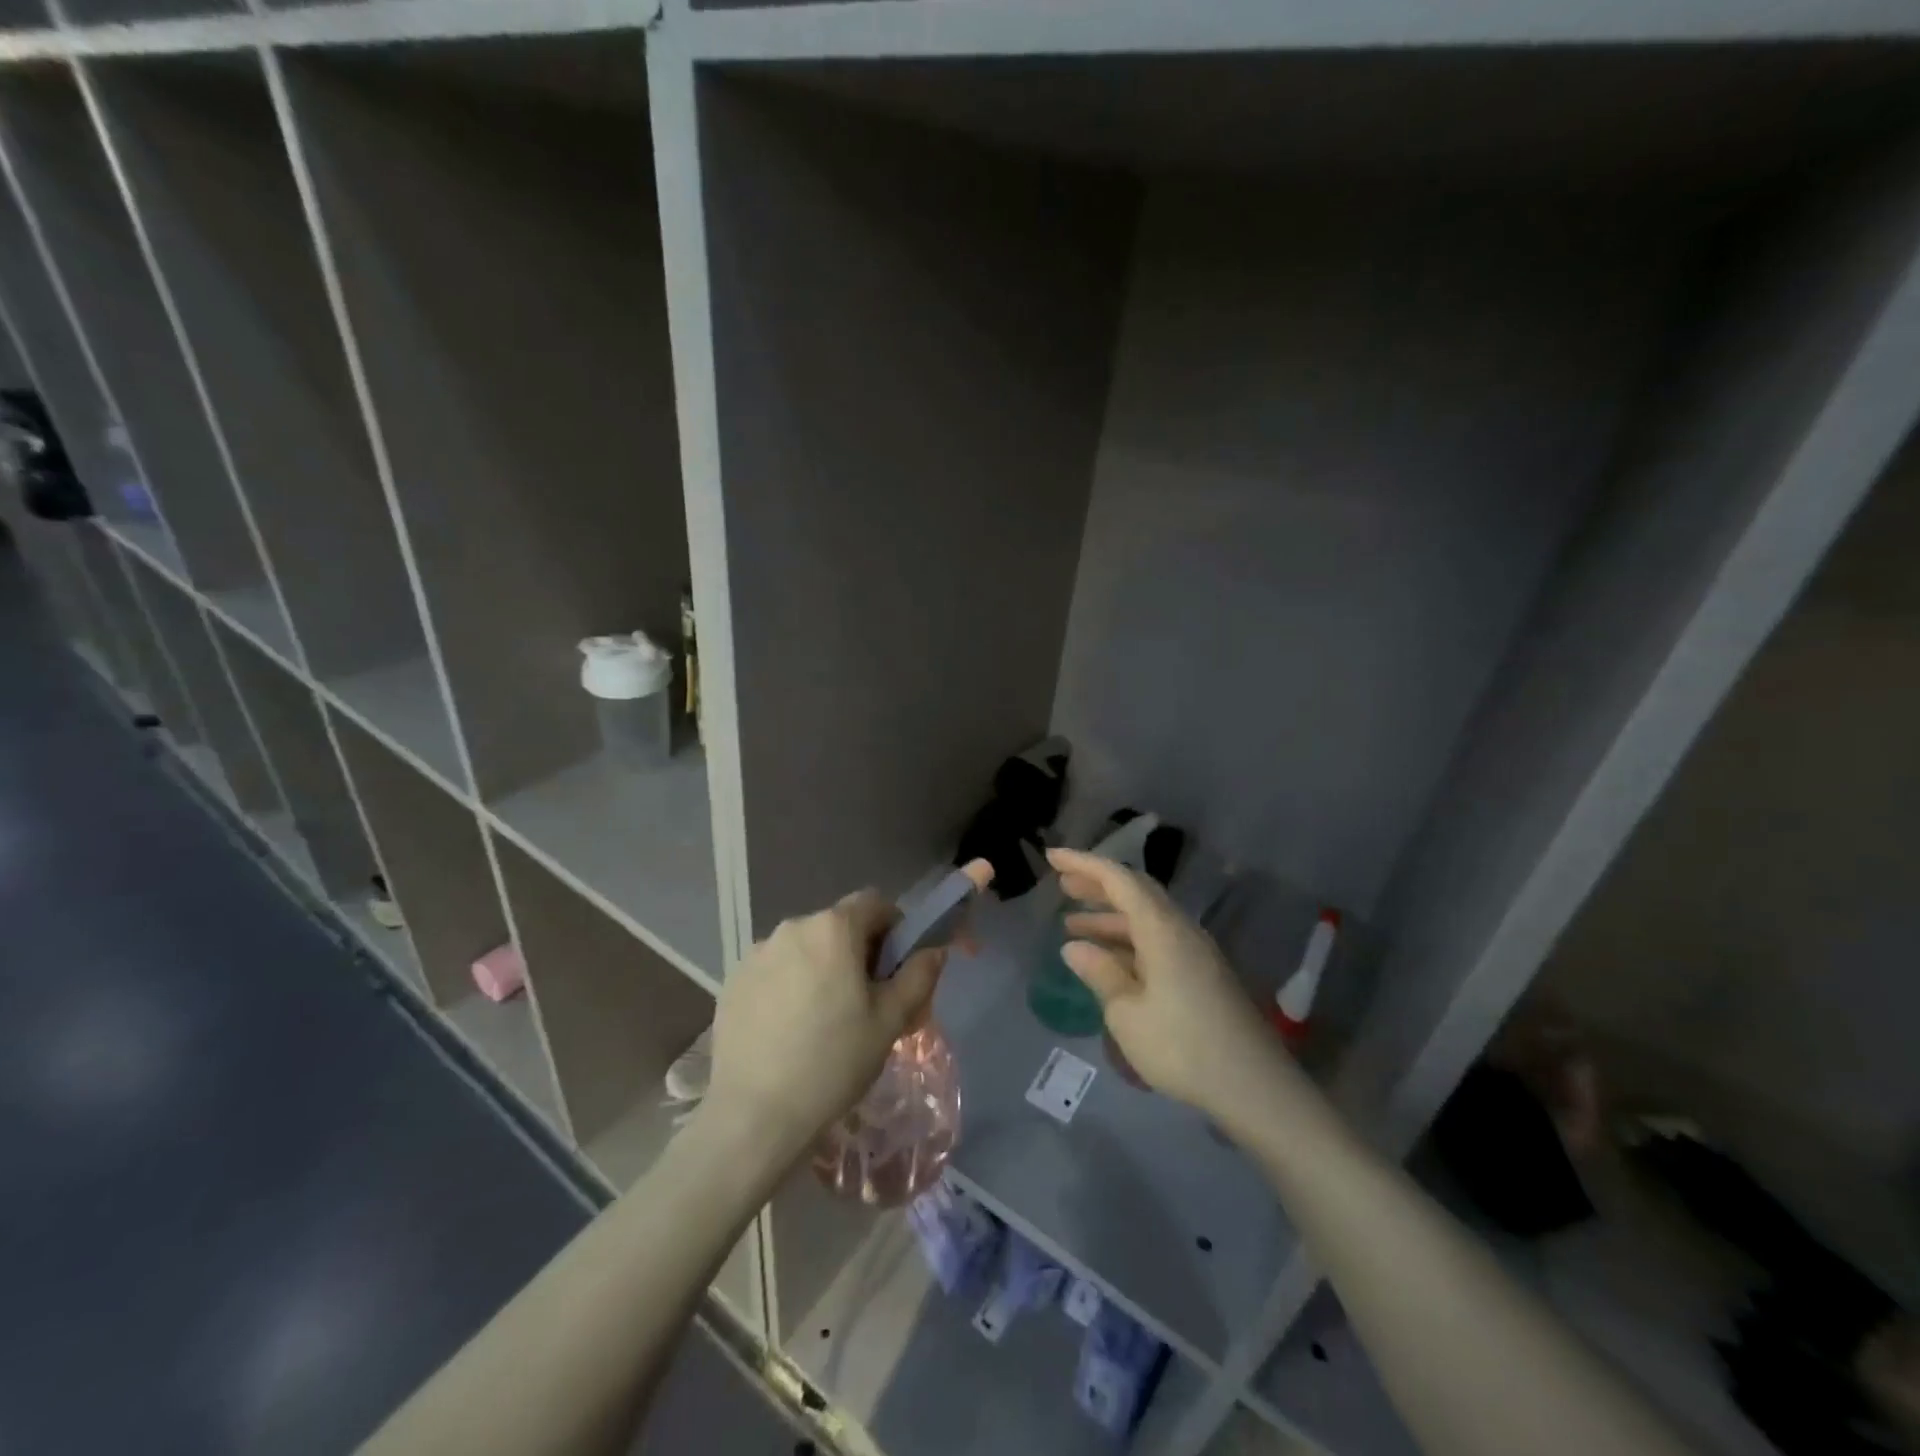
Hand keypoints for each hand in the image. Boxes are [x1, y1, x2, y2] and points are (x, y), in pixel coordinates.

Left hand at [703, 889, 947, 1165]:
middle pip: (838, 926)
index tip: (896, 968)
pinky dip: (789, 986)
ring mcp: (756, 953)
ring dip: (821, 968)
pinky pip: (774, 970)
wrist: (754, 1115)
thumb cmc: (833, 1063)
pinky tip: (789, 1030)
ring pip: (805, 948)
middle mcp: (792, 927)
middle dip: (857, 952)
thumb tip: (932, 950)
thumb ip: (918, 976)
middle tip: (866, 1001)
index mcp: (833, 928)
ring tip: (824, 1020)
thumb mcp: (890, 1021)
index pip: (874, 903)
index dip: (894, 928)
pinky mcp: (733, 981)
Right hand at [1049, 847, 1287, 1122]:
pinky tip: (1108, 958)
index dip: (1084, 864)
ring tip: (1072, 924)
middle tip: (1062, 884)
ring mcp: (1195, 951)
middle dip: (1097, 884)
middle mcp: (1180, 929)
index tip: (1052, 856)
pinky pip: (1157, 938)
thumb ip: (1100, 973)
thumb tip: (1074, 947)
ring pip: (1146, 917)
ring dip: (1110, 915)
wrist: (1253, 1086)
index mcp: (1161, 929)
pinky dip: (1128, 938)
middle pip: (1136, 891)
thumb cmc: (1182, 1047)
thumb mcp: (1127, 1013)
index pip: (1118, 880)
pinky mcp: (1202, 973)